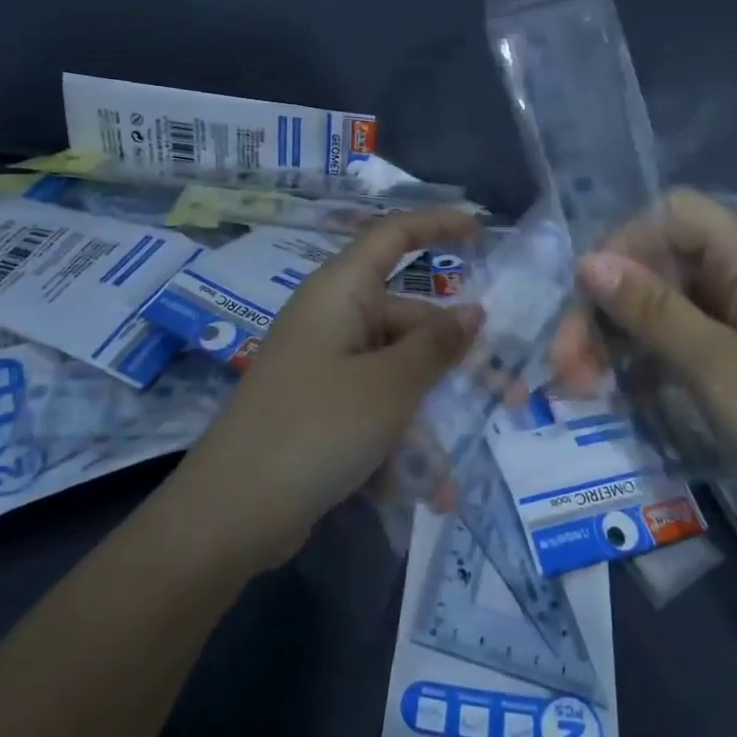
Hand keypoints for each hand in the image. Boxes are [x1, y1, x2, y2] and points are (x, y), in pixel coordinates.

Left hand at [168, 208, 482, 570]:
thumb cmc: (316, 428)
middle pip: (407, 319)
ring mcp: (323, 365)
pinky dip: (397, 441)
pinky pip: (373, 408)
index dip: (438, 225)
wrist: (230, 512)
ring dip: (428, 415)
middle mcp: (332, 319)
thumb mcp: (389, 386)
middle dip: (454, 360)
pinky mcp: (318, 408)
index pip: (394, 235)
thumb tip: (473, 312)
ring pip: (395, 372)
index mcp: (341, 291)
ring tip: (455, 470)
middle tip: (505, 395)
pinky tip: (417, 490)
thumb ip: (436, 346)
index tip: (483, 231)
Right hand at [552, 189, 736, 556]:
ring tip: (582, 389)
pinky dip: (651, 364)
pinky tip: (626, 397)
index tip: (583, 299)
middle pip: (660, 265)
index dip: (620, 244)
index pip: (670, 216)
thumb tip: (587, 261)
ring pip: (667, 309)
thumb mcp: (720, 369)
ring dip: (621, 340)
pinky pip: (687, 345)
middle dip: (607, 308)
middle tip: (565, 368)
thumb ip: (650, 311)